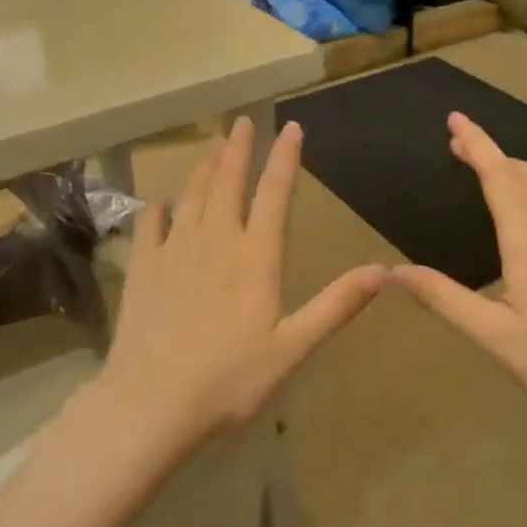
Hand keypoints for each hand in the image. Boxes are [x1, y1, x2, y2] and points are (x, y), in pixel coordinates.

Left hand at [104, 117, 386, 442]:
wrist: (151, 404)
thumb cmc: (230, 380)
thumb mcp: (293, 348)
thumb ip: (337, 306)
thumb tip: (384, 270)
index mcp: (255, 257)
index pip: (274, 193)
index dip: (284, 158)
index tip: (290, 127)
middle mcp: (215, 241)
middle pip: (227, 182)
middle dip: (237, 149)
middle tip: (241, 122)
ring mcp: (174, 252)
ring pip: (191, 196)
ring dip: (203, 168)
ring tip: (211, 148)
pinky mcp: (143, 269)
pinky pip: (150, 226)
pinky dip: (158, 209)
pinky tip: (160, 203)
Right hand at [392, 112, 526, 424]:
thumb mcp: (491, 334)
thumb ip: (442, 298)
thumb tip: (394, 272)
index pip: (499, 176)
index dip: (476, 144)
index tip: (456, 119)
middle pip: (524, 173)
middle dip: (491, 153)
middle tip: (459, 146)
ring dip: (518, 168)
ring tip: (493, 170)